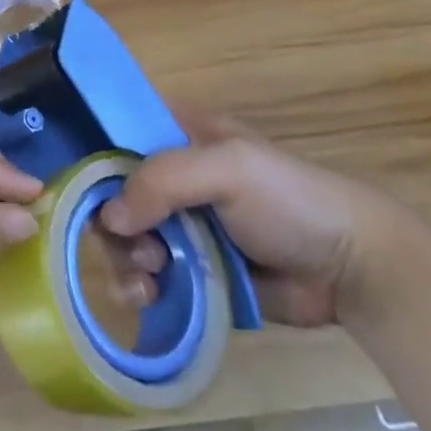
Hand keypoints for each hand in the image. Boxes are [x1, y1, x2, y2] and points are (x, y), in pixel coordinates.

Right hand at [99, 115, 405, 326]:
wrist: (352, 268)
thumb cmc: (289, 199)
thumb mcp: (227, 170)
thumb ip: (162, 181)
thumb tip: (108, 218)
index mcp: (179, 134)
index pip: (117, 133)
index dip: (94, 156)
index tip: (79, 189)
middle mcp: (173, 176)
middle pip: (114, 192)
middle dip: (113, 222)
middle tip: (138, 247)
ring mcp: (182, 224)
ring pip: (126, 237)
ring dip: (126, 258)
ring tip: (150, 277)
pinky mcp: (193, 270)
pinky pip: (149, 276)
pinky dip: (140, 286)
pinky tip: (150, 297)